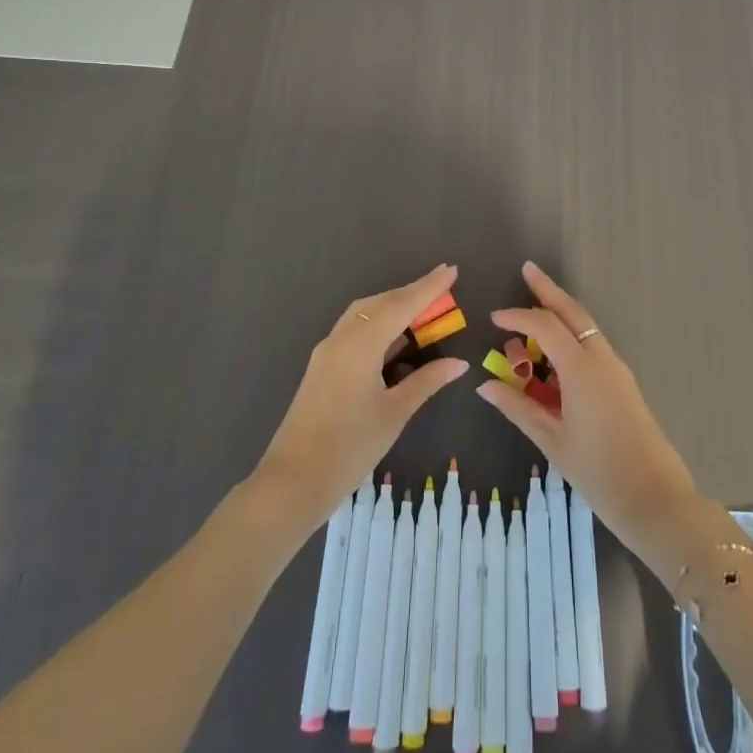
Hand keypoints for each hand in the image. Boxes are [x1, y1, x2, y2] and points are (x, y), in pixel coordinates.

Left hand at [253, 265, 468, 526]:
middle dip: (411, 293)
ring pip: (364, 314)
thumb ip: (426, 381)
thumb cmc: (349, 448)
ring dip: (393, 307)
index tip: (451, 269)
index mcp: (360, 345)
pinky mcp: (322, 367)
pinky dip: (378, 325)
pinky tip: (395, 339)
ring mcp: (327, 352)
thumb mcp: (395, 413)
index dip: (428, 288)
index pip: (401, 306)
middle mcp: (341, 339)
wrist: (293, 482)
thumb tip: (459, 363)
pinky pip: (354, 331)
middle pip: (380, 303)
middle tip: (442, 289)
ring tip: (423, 311)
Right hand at [477, 262, 697, 551]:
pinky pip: (593, 347)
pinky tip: (555, 354)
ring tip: (534, 311)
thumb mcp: (552, 441)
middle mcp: (602, 360)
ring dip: (561, 314)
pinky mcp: (623, 383)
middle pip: (573, 313)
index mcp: (582, 370)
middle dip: (549, 290)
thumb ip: (518, 408)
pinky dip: (572, 338)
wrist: (657, 500)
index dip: (518, 317)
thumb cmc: (599, 473)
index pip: (545, 326)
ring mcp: (617, 370)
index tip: (494, 318)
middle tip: (528, 269)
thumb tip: (485, 385)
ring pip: (586, 328)